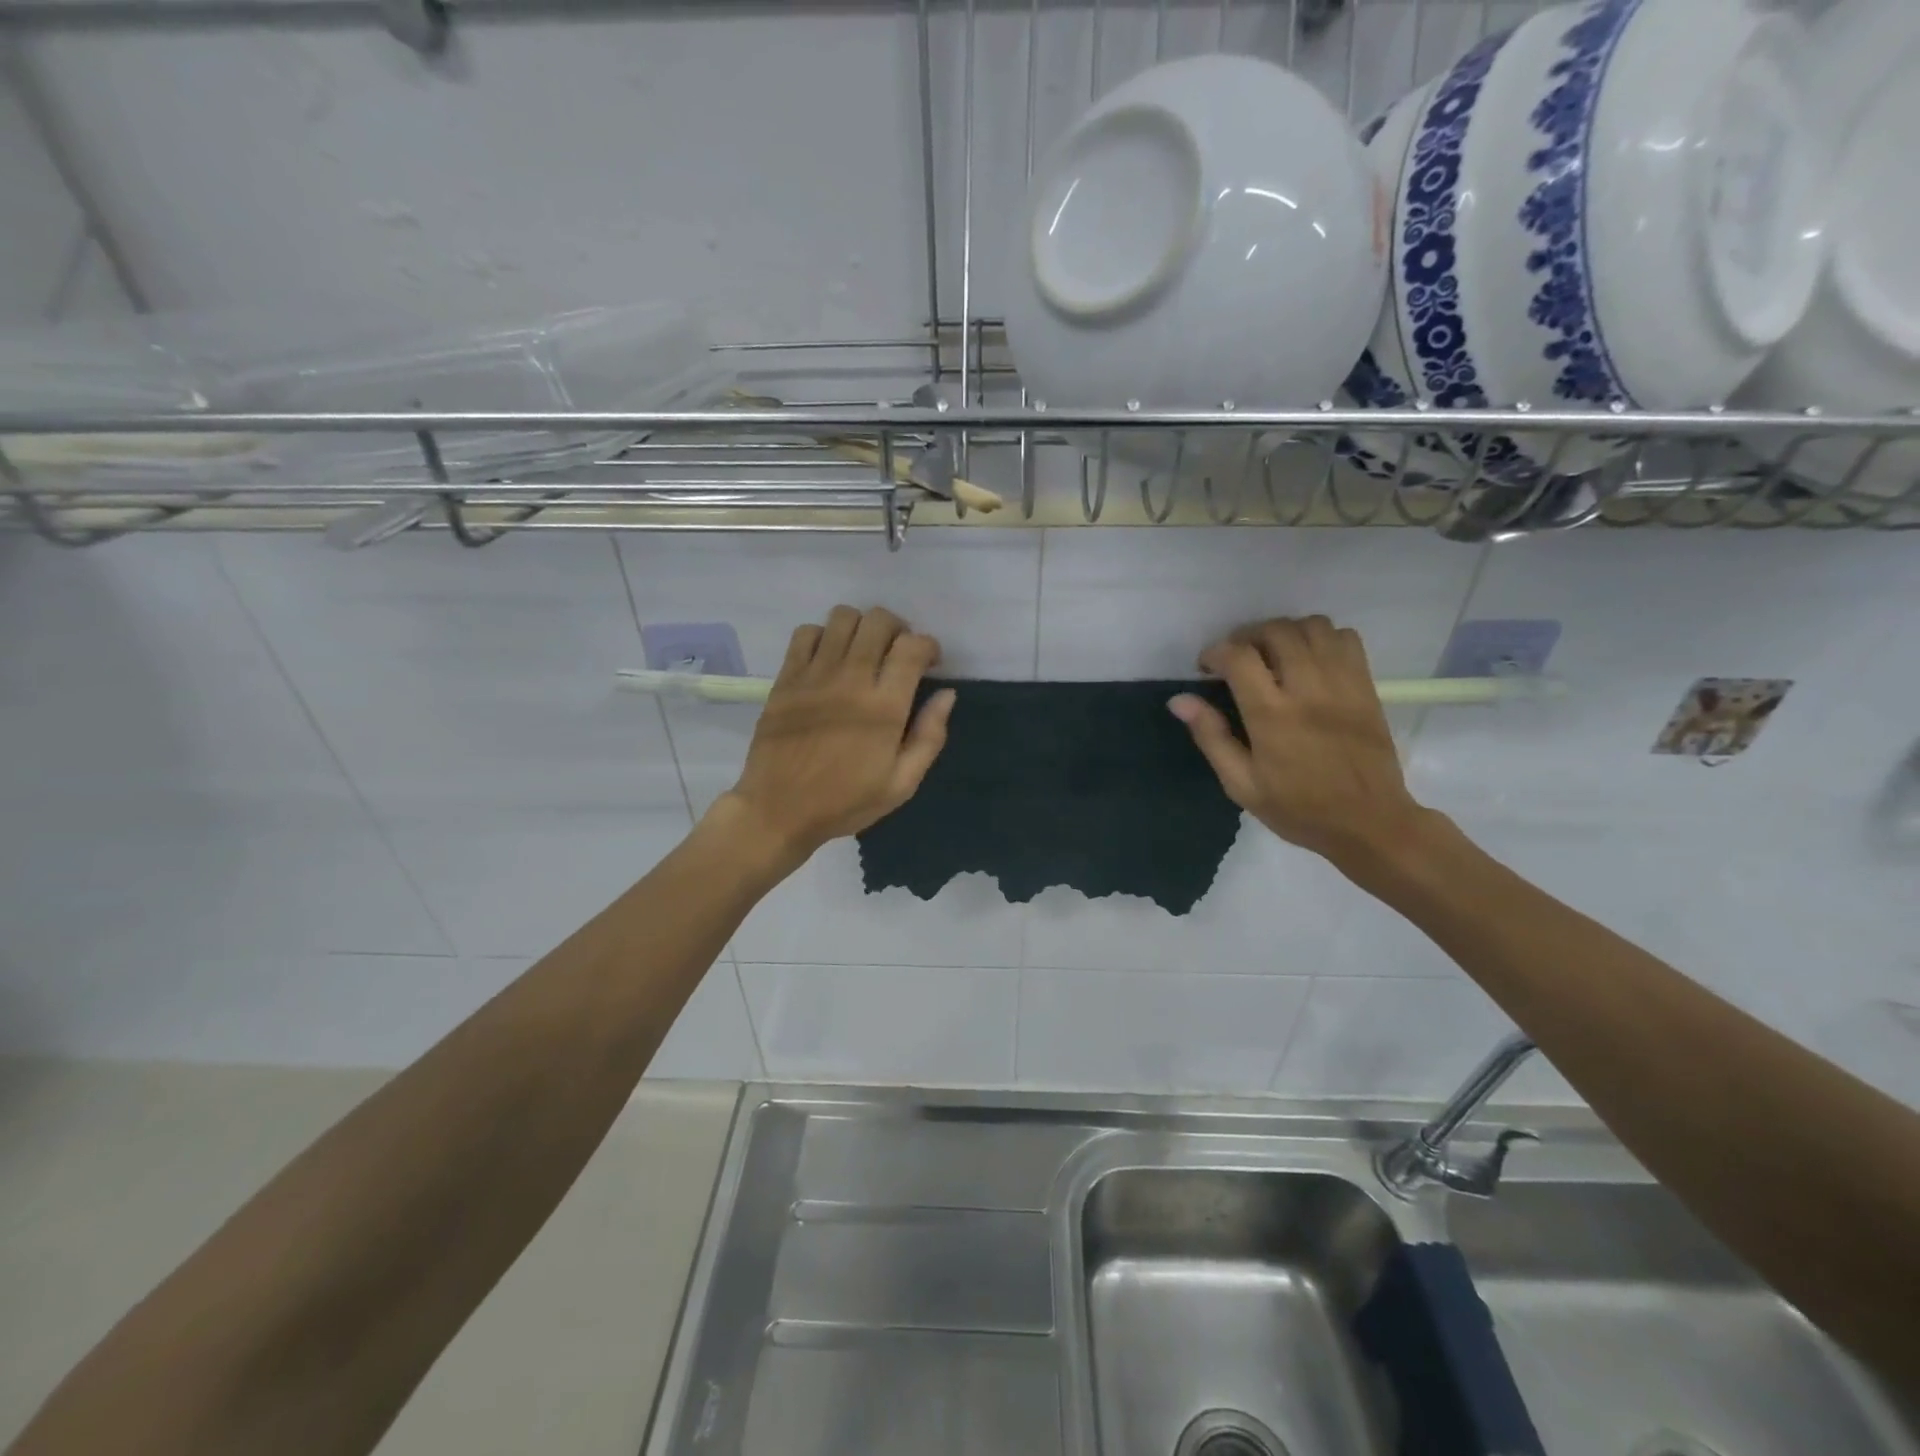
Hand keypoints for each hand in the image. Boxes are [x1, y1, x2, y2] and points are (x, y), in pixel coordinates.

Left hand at [717, 606, 954, 868]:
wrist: (777, 811)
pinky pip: (807, 633)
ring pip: (843, 617)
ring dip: (862, 627)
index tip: (929, 663)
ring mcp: (814, 675)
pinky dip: (824, 636)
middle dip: (898, 629)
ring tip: (864, 651)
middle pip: (879, 621)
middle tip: (897, 654)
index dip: (928, 646)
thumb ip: (929, 737)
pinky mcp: (786, 678)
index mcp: (884, 708)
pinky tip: (829, 659)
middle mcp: (851, 680)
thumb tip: (946, 694)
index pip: (912, 647)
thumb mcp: (901, 784)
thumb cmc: (844, 802)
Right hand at [1168, 616, 1431, 871]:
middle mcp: (1308, 690)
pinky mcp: (1366, 687)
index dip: (1216, 652)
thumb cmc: (1298, 809)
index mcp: (1272, 716)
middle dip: (1248, 636)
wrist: (1370, 823)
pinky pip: (1346, 638)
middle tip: (1238, 659)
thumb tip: (1180, 700)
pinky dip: (1322, 638)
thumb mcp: (1241, 784)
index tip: (1207, 667)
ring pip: (1313, 627)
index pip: (1239, 656)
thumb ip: (1211, 736)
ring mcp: (1342, 684)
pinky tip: (1310, 660)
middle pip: (1277, 631)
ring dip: (1286, 632)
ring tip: (1274, 654)